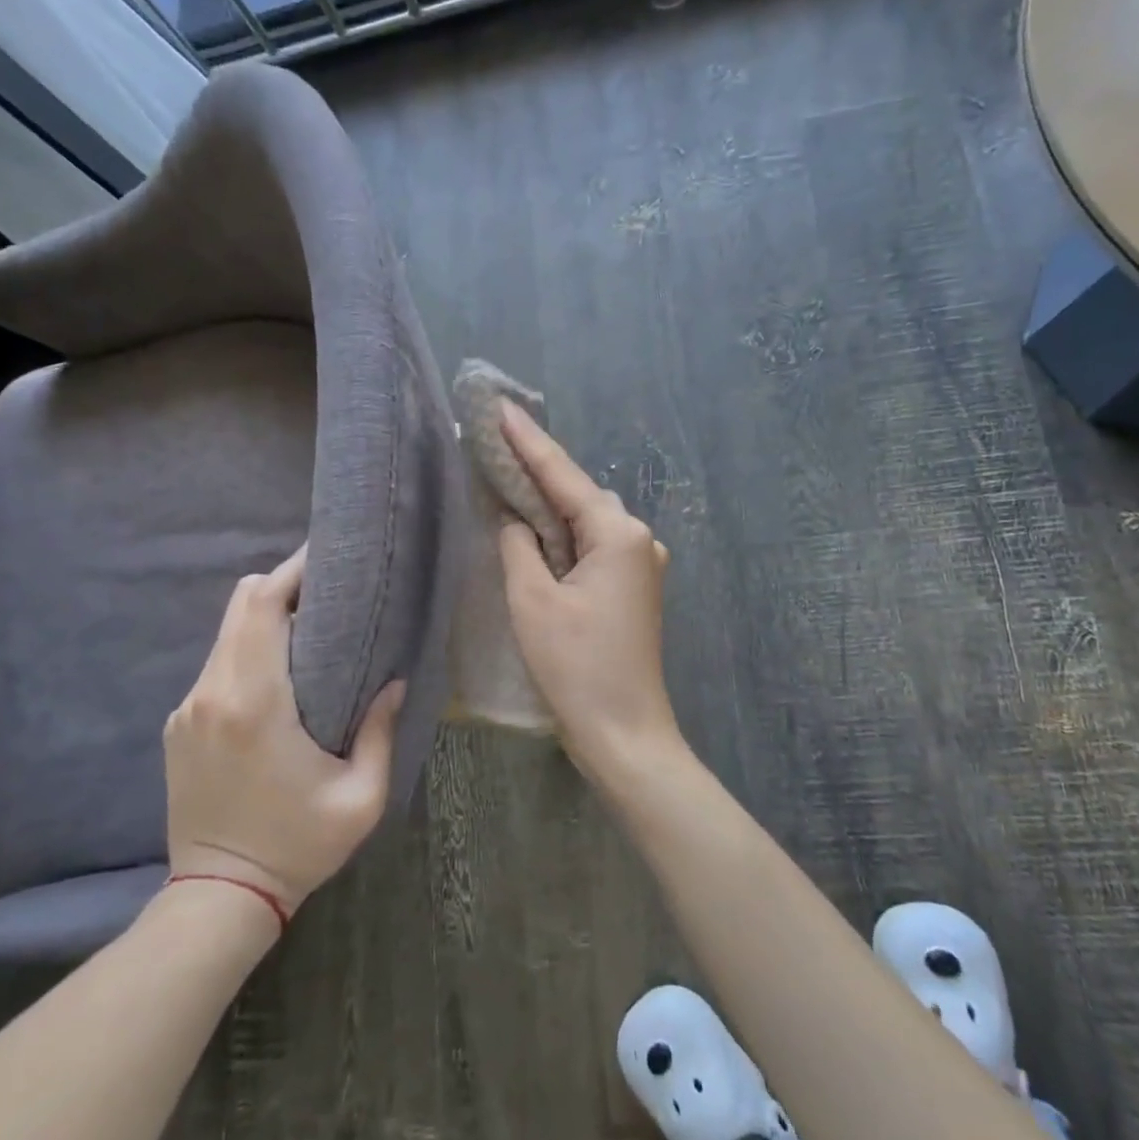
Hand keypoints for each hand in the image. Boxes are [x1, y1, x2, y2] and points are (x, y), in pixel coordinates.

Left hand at [163, 545, 404, 911]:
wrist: (218, 899)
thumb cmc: (297, 846)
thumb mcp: (360, 797)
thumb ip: (379, 731)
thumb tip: (393, 681)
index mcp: (255, 702)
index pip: (261, 605)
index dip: (293, 571)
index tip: (329, 559)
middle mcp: (212, 693)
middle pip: (240, 605)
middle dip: (284, 584)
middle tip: (328, 591)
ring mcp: (188, 708)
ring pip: (227, 632)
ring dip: (266, 617)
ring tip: (310, 627)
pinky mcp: (179, 724)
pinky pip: (218, 663)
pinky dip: (248, 649)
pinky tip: (278, 672)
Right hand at [495, 402, 683, 776]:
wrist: (626, 733)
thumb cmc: (578, 667)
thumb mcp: (534, 601)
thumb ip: (520, 546)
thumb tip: (515, 521)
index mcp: (619, 534)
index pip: (564, 475)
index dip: (528, 440)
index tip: (500, 405)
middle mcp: (639, 538)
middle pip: (580, 493)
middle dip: (538, 469)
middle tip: (496, 443)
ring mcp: (642, 563)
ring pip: (588, 518)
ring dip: (551, 502)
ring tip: (509, 478)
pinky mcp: (635, 586)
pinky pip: (594, 544)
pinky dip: (565, 533)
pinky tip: (539, 527)